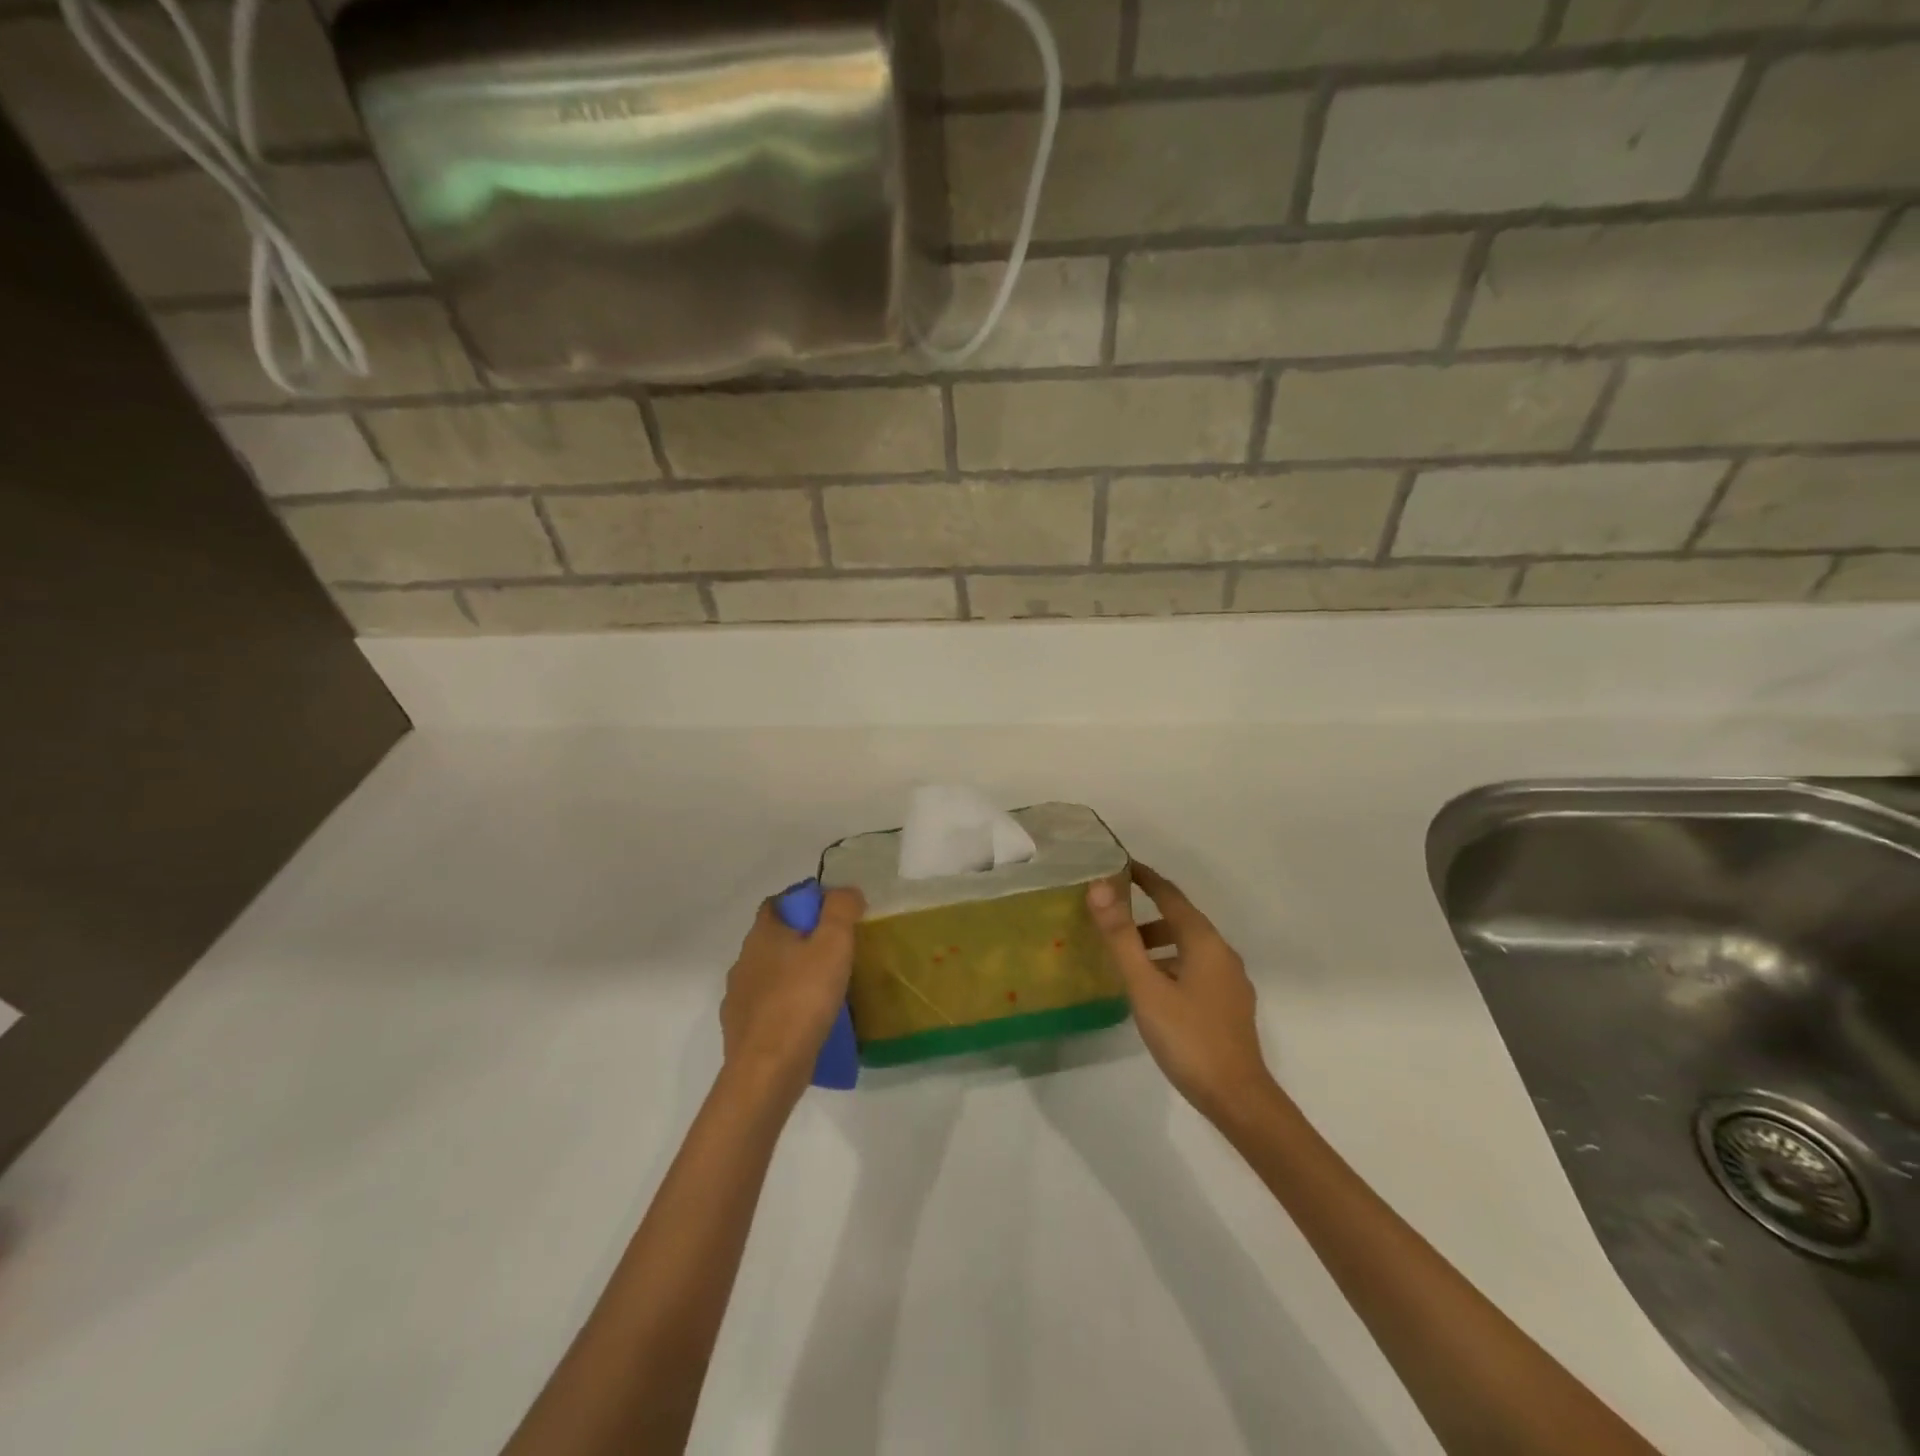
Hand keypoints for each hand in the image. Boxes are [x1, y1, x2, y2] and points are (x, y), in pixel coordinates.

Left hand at [720, 887, 865, 1099]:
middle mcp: (744, 960)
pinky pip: (767, 1008)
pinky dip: (785, 1007)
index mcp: (763, 934)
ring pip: (770, 974)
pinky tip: (806, 1021)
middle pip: (774, 938)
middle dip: (802, 940)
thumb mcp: (833, 944)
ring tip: (825, 989)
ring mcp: (738, 997)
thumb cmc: (802, 998)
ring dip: (793, 975)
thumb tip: (846, 891)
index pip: (778, 903)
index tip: (833, 914)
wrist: (768, 1070)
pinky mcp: (740, 1030)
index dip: (804, 902)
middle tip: (836, 951)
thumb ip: (841, 909)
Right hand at [1088, 863, 1275, 1122]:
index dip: (1145, 878)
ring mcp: (1230, 981)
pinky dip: (1169, 964)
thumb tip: (1100, 887)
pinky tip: (1152, 989)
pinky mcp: (1229, 1005)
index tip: (1119, 865)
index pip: (1171, 895)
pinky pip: (1195, 969)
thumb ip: (1121, 937)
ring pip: (1188, 948)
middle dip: (1146, 913)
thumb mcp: (1146, 986)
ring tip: (1124, 956)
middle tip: (1110, 916)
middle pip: (1181, 920)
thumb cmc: (1188, 1037)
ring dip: (1157, 943)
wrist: (1238, 1098)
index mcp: (1204, 942)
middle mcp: (1222, 953)